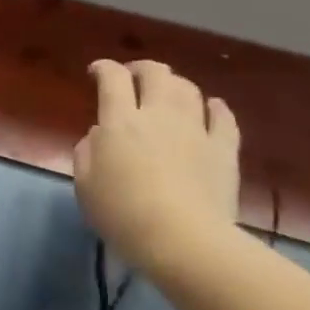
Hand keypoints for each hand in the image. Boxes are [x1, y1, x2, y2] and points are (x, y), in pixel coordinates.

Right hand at [74, 60, 240, 268]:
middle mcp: (159, 115)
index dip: (103, 68)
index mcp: (120, 122)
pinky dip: (215, 108)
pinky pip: (224, 118)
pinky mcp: (224, 150)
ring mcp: (196, 130)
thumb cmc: (123, 214)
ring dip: (175, 84)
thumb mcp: (85, 187)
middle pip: (156, 74)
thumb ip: (86, 153)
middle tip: (133, 77)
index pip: (112, 79)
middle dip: (142, 68)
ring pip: (189, 90)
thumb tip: (98, 136)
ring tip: (168, 92)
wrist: (184, 240)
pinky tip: (212, 108)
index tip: (96, 72)